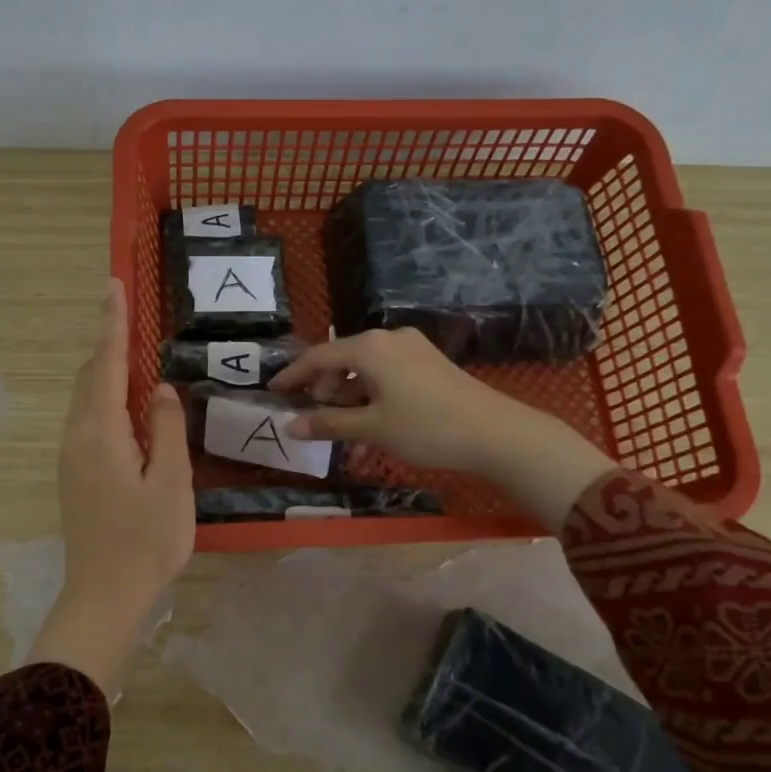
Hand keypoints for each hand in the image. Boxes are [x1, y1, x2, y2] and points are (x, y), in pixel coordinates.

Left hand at [27, 279, 193, 696]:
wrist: (103, 597)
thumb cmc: (145, 542)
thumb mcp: (171, 484)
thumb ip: (166, 430)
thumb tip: (160, 389)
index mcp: (101, 433)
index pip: (106, 364)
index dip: (111, 323)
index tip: (111, 285)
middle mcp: (77, 437)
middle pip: (89, 377)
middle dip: (107, 343)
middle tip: (128, 315)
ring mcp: (70, 458)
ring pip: (85, 399)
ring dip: (105, 372)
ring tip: (132, 355)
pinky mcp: (73, 475)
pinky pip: (87, 420)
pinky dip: (104, 399)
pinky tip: (127, 409)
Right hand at [269, 326, 616, 528]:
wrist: (496, 433)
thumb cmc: (427, 428)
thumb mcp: (372, 429)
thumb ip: (329, 424)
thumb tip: (291, 425)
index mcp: (370, 348)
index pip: (319, 356)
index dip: (294, 375)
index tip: (274, 390)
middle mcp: (389, 338)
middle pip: (342, 358)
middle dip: (322, 385)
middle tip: (309, 411)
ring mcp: (412, 348)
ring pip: (365, 367)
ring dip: (347, 393)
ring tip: (340, 423)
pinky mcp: (429, 362)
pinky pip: (386, 372)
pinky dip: (370, 392)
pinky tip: (370, 419)